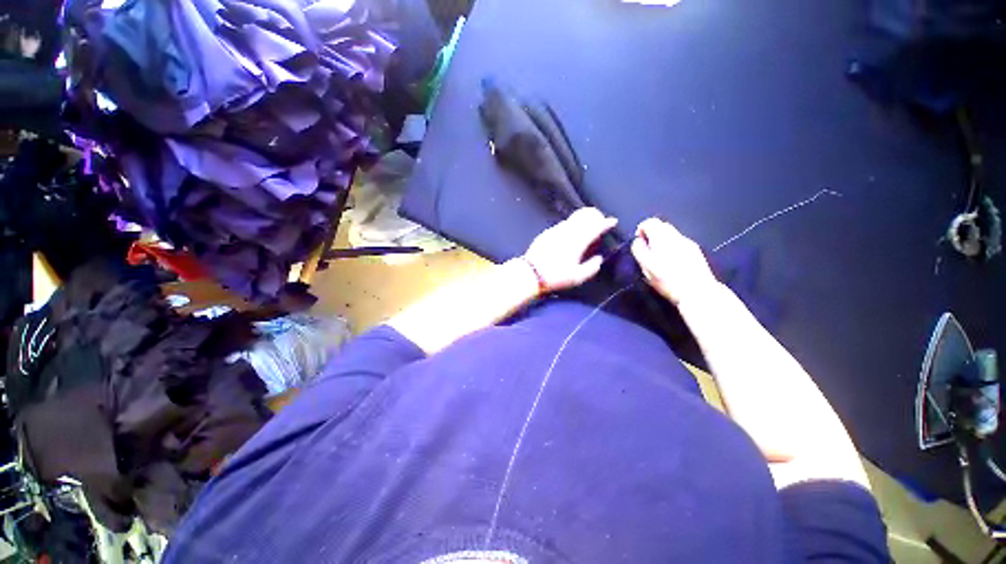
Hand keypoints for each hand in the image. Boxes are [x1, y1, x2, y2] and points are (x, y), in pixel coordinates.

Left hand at [523, 208, 616, 291]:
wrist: (530, 273)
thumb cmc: (555, 276)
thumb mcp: (577, 277)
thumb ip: (591, 267)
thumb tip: (598, 259)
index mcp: (577, 242)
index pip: (595, 227)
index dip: (605, 223)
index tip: (612, 221)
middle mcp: (567, 232)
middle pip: (584, 216)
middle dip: (594, 215)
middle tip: (600, 219)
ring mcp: (555, 231)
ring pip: (572, 219)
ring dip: (582, 219)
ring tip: (586, 226)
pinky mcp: (546, 233)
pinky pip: (562, 225)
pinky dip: (570, 225)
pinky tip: (569, 233)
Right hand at [631, 218, 717, 304]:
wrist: (698, 291)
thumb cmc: (667, 279)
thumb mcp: (645, 266)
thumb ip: (639, 250)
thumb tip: (638, 241)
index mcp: (662, 237)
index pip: (649, 222)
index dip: (641, 230)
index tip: (638, 243)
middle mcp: (676, 236)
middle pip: (662, 226)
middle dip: (652, 235)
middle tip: (647, 251)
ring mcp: (688, 243)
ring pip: (672, 235)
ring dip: (663, 242)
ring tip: (659, 259)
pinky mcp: (696, 252)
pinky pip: (680, 243)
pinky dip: (673, 248)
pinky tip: (673, 263)